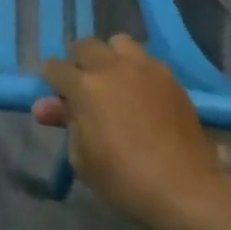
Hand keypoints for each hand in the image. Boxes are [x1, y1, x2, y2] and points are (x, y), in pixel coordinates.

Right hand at [32, 35, 225, 225]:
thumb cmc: (124, 178)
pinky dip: (136, 68)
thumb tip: (46, 106)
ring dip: (109, 56)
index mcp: (84, 86)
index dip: (50, 79)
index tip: (54, 93)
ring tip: (113, 78)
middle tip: (80, 82)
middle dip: (77, 60)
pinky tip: (139, 90)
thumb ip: (66, 123)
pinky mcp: (168, 77)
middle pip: (85, 46)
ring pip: (118, 42)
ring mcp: (143, 68)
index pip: (55, 67)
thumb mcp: (81, 157)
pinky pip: (145, 59)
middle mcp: (111, 67)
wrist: (184, 187)